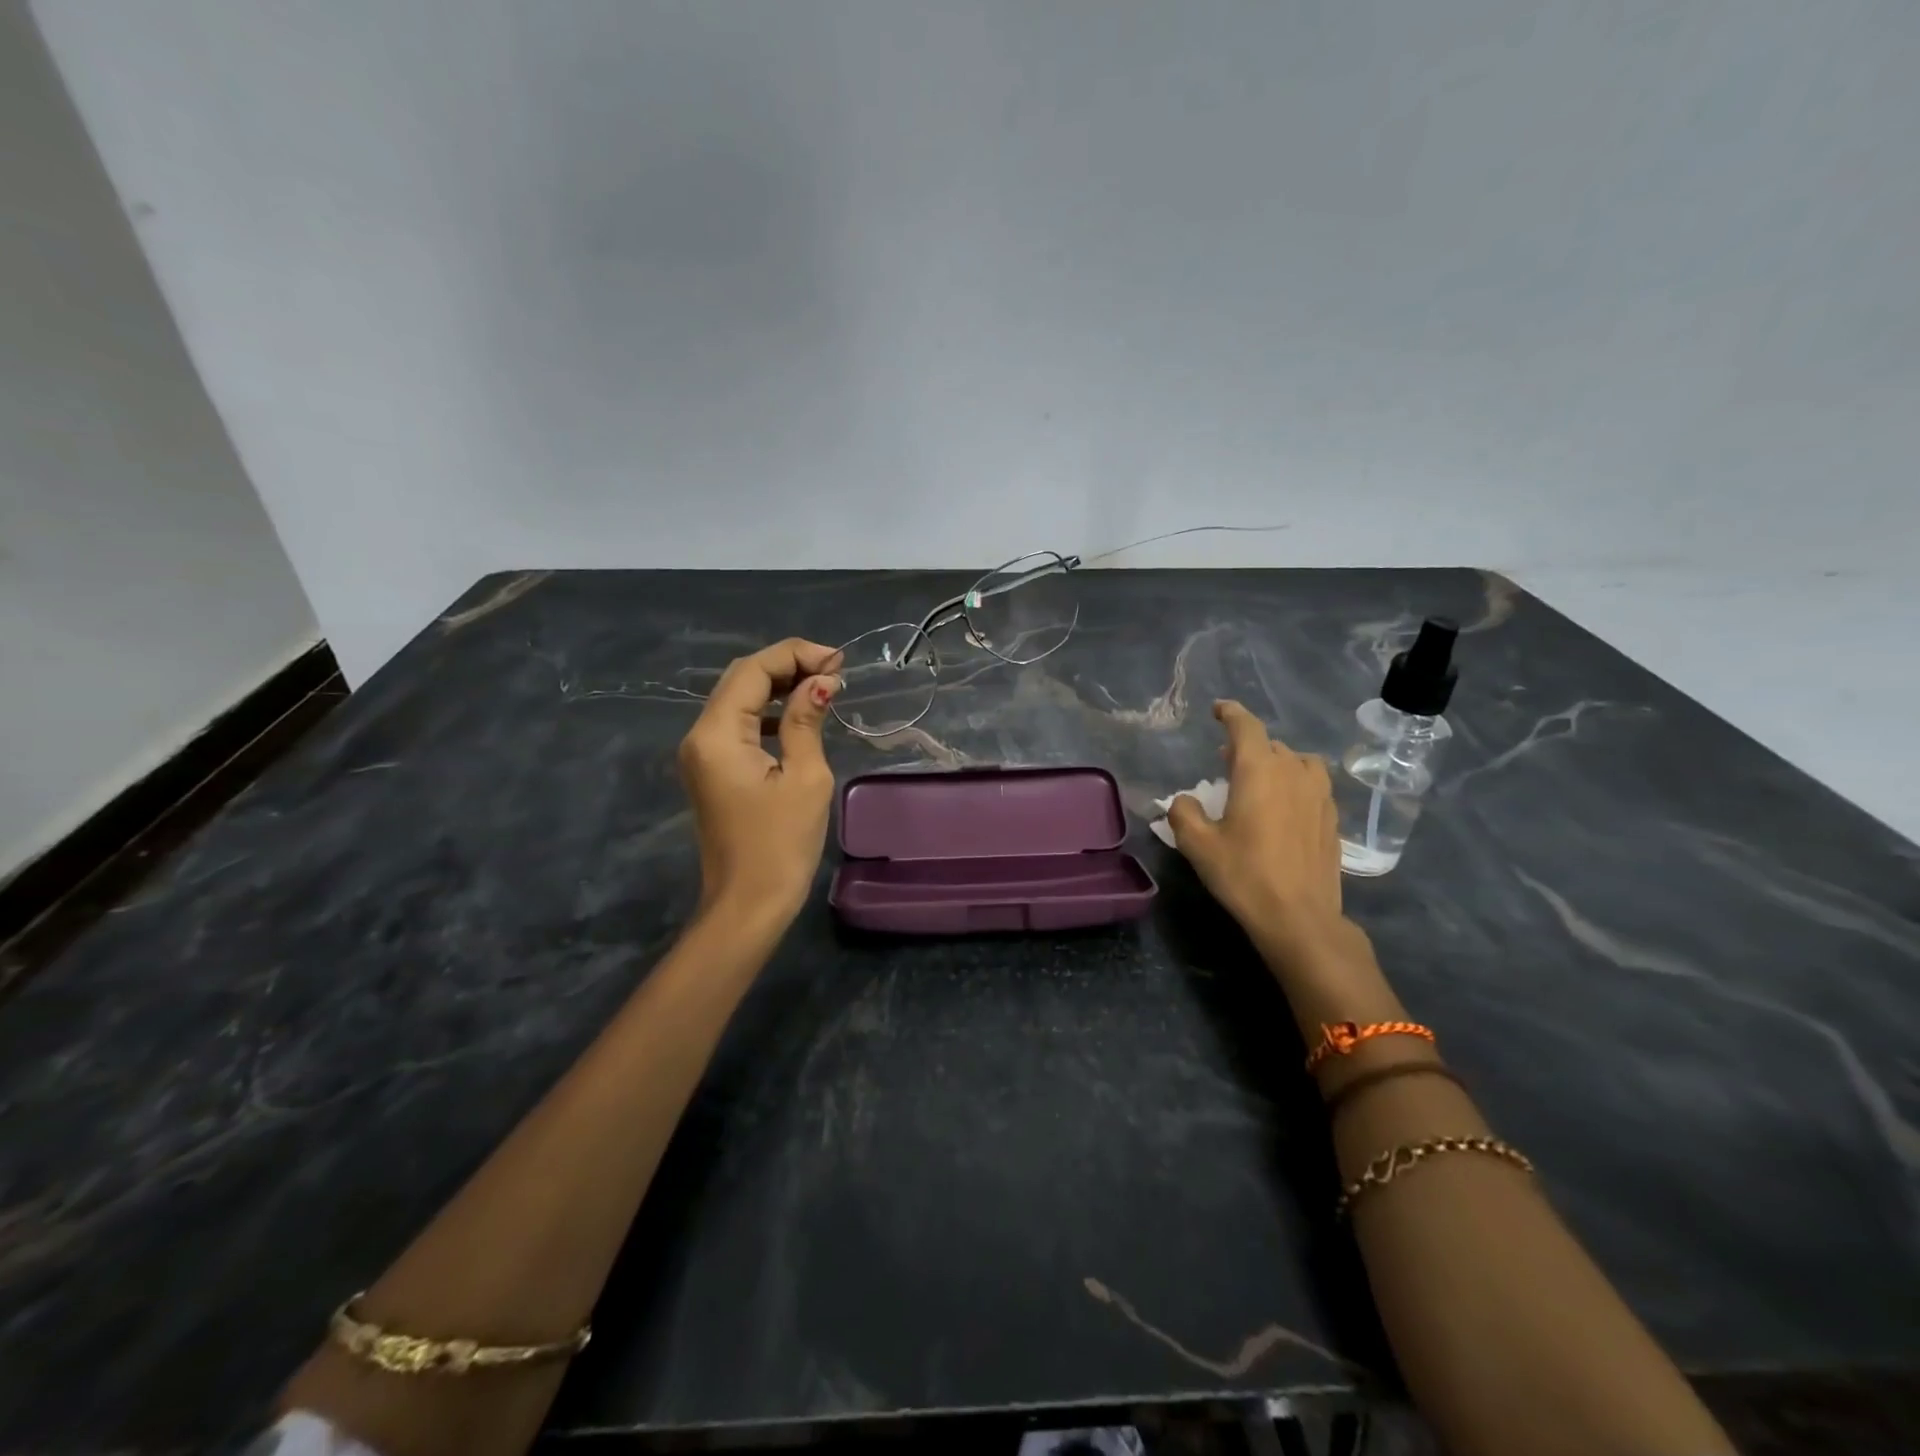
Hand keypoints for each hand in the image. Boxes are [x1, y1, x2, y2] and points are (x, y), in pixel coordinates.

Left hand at [678, 638, 843, 924]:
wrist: (748, 905)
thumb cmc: (781, 844)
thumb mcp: (805, 778)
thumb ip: (807, 721)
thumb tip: (821, 681)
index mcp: (717, 734)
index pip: (752, 671)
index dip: (795, 655)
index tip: (838, 660)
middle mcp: (699, 736)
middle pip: (740, 679)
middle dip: (787, 665)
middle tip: (834, 670)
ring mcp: (701, 754)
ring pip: (738, 700)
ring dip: (779, 686)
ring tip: (824, 686)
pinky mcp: (712, 770)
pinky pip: (738, 725)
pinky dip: (768, 712)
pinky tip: (800, 716)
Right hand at [1168, 701, 1348, 965]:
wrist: (1300, 917)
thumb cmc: (1244, 875)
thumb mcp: (1197, 845)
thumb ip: (1183, 812)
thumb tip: (1184, 800)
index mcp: (1259, 770)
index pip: (1246, 726)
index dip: (1230, 713)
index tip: (1218, 709)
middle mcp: (1293, 772)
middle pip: (1270, 745)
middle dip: (1247, 746)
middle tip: (1226, 762)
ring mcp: (1319, 794)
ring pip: (1298, 762)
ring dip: (1277, 763)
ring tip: (1261, 781)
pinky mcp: (1332, 818)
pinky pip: (1313, 785)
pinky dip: (1295, 783)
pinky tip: (1284, 807)